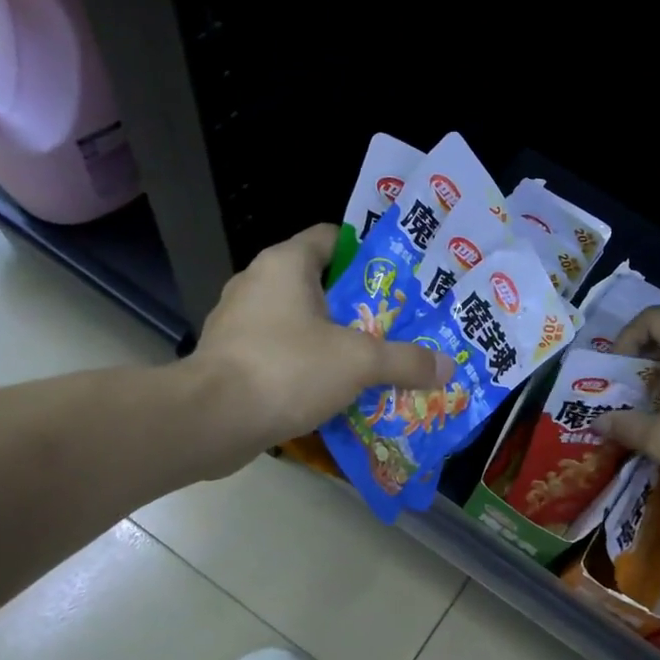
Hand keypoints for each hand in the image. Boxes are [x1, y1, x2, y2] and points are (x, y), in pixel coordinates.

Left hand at [192, 224, 453, 473]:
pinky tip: (334, 391)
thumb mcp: (358, 362)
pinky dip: (307, 366)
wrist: (210, 420)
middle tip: (398, 326)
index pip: (333, 238)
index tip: (400, 280)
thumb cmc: (286, 369)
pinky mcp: (231, 358)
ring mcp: (240, 322)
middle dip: (359, 306)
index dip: (368, 254)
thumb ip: (406, 360)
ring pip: (300, 322)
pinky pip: (280, 352)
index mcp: (286, 264)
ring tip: (372, 361)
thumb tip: (448, 367)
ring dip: (333, 340)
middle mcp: (258, 283)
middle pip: (321, 284)